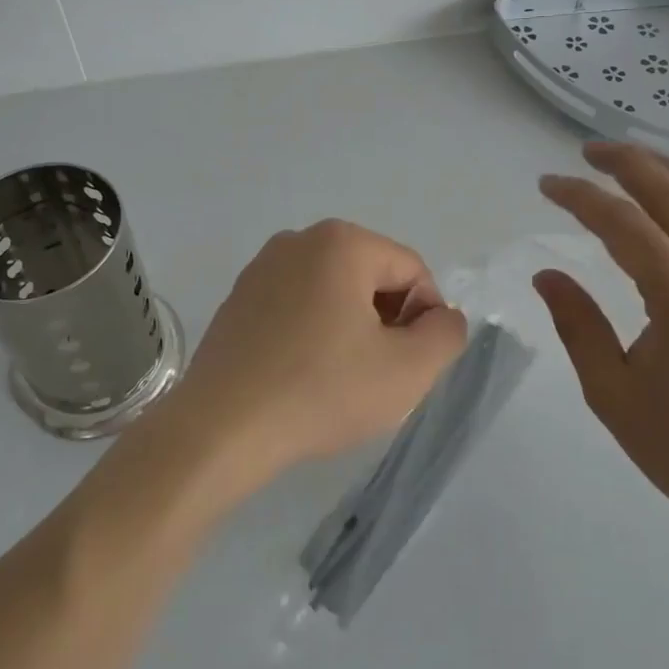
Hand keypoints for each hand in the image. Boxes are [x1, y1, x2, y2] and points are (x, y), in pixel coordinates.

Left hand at [166, 220, 468, 486]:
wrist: (222, 428)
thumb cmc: (322, 391)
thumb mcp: (409, 369)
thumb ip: (446, 333)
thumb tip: (441, 317)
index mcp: (341, 242)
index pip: (412, 271)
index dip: (425, 319)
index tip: (410, 365)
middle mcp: (298, 240)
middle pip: (372, 277)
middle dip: (387, 322)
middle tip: (378, 374)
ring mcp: (261, 268)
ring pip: (334, 292)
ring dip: (352, 329)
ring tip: (340, 379)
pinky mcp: (238, 299)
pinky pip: (297, 306)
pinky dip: (313, 333)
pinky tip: (304, 376)